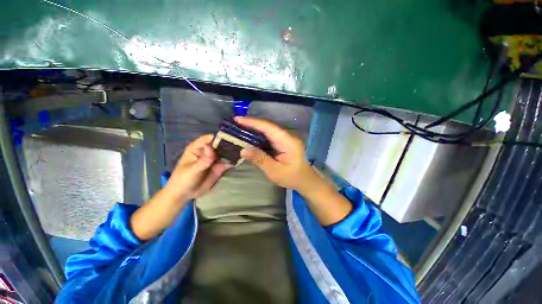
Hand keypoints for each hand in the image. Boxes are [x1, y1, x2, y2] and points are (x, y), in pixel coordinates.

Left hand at [131, 135, 230, 240]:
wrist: (185, 194)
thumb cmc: (183, 179)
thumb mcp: (192, 170)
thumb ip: (203, 160)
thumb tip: (211, 149)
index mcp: (197, 147)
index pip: (209, 138)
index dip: (219, 137)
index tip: (230, 139)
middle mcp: (207, 151)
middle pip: (220, 144)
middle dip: (229, 144)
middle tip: (240, 146)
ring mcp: (214, 158)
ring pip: (225, 152)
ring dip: (233, 152)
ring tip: (241, 153)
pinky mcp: (219, 166)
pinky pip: (227, 161)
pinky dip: (233, 160)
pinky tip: (239, 160)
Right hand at [235, 117, 351, 225]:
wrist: (305, 181)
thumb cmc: (292, 177)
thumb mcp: (275, 171)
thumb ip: (260, 159)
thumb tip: (243, 149)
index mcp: (288, 142)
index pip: (269, 128)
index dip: (253, 122)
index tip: (238, 120)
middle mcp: (287, 137)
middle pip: (268, 127)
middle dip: (252, 124)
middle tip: (236, 123)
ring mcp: (286, 139)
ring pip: (268, 131)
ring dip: (255, 129)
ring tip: (239, 128)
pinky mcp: (283, 143)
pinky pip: (270, 137)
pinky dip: (259, 136)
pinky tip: (250, 137)